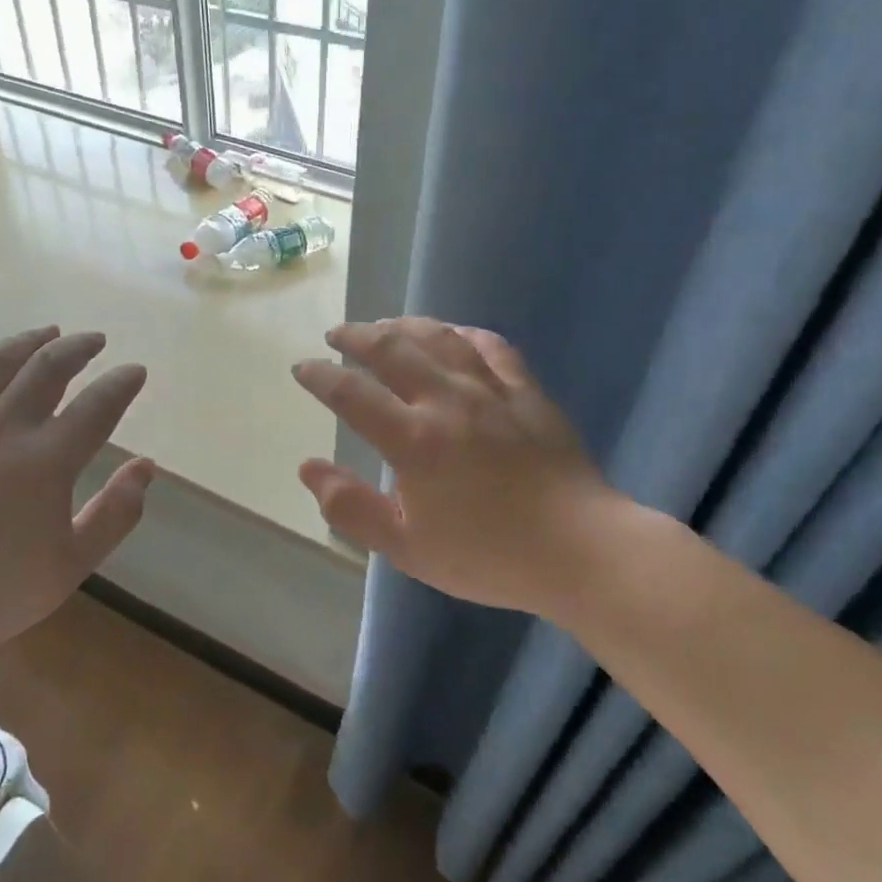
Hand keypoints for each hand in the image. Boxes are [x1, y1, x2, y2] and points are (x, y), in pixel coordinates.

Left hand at [0, 326, 153, 679]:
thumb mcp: (72, 564)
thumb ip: (116, 513)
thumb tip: (145, 466)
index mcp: (47, 461)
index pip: (97, 405)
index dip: (121, 383)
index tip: (135, 371)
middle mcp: (2, 430)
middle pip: (47, 368)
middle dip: (78, 347)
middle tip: (95, 340)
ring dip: (26, 341)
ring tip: (47, 332)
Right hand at [293, 317, 625, 620]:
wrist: (579, 551)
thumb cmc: (488, 555)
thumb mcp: (406, 548)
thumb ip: (351, 508)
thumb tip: (308, 467)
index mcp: (413, 440)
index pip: (352, 393)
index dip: (320, 376)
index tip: (302, 368)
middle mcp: (447, 401)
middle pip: (392, 349)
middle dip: (356, 336)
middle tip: (336, 334)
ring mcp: (491, 391)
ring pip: (439, 338)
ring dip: (404, 325)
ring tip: (383, 326)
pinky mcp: (526, 391)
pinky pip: (491, 346)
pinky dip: (462, 333)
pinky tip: (451, 333)